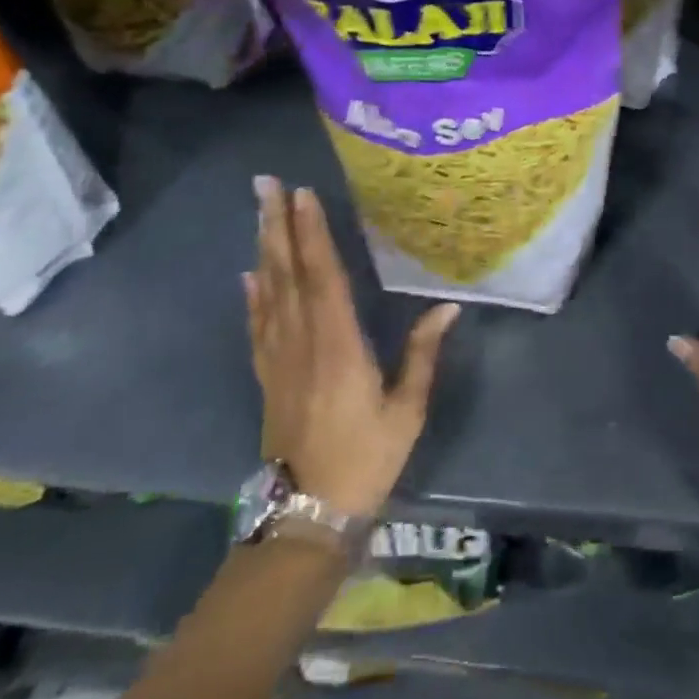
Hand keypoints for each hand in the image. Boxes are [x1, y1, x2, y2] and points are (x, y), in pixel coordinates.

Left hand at [246, 177, 458, 517]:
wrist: (306, 514)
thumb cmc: (365, 458)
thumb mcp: (406, 410)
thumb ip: (423, 354)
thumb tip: (449, 307)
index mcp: (338, 346)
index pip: (322, 277)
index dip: (312, 234)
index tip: (304, 195)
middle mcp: (302, 342)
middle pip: (287, 273)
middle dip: (277, 225)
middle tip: (265, 184)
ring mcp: (279, 359)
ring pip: (268, 291)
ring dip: (263, 247)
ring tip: (259, 211)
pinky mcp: (268, 376)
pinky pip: (258, 325)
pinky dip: (253, 295)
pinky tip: (250, 274)